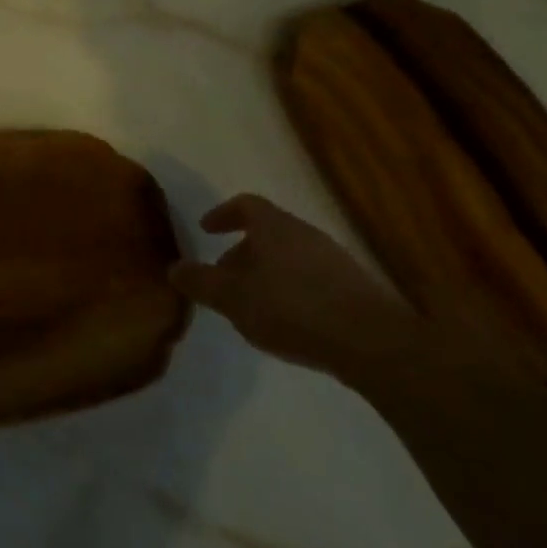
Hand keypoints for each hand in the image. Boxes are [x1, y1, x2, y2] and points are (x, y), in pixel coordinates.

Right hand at [171, 194, 421, 375]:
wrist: (372, 342)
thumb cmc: (291, 308)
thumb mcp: (232, 298)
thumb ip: (201, 282)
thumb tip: (175, 269)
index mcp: (274, 226)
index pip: (244, 204)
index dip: (222, 214)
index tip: (206, 230)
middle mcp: (304, 233)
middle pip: (268, 232)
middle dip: (242, 252)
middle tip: (224, 276)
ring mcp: (334, 259)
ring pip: (289, 256)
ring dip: (266, 273)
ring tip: (252, 304)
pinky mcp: (354, 288)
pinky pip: (311, 278)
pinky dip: (291, 290)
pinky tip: (287, 321)